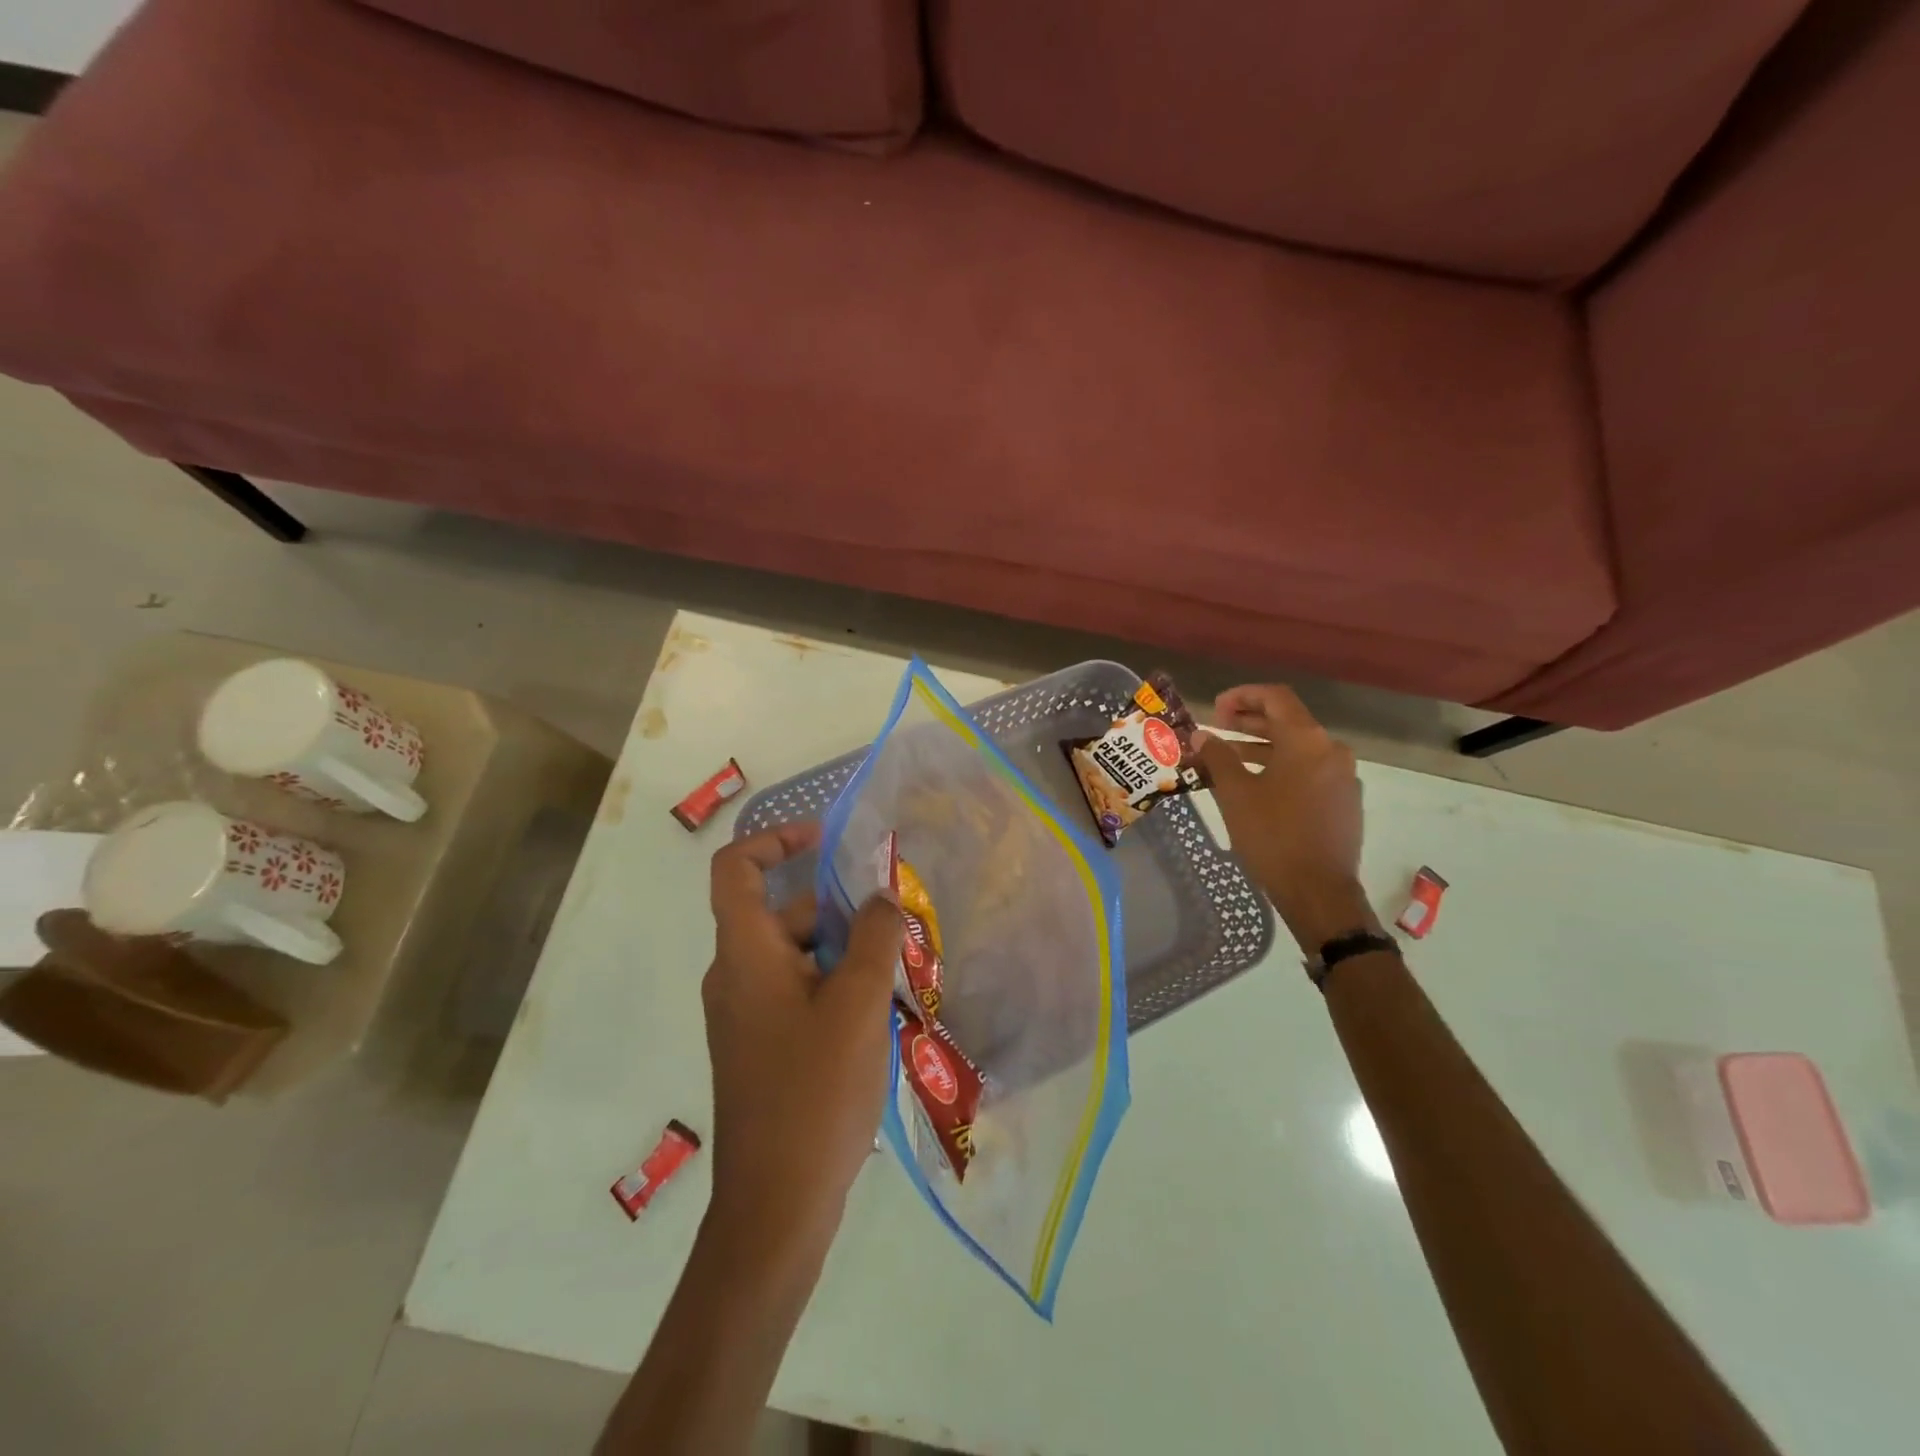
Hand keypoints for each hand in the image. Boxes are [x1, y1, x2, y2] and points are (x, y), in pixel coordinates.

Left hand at [702, 824, 903, 1261]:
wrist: (775, 1205)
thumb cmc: (814, 1092)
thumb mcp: (858, 1003)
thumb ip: (873, 937)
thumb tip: (881, 895)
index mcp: (744, 954)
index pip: (737, 868)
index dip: (776, 838)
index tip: (826, 839)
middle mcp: (736, 976)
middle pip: (780, 912)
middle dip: (837, 907)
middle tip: (895, 921)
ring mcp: (746, 1015)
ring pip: (796, 955)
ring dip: (843, 950)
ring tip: (898, 968)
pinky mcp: (762, 1046)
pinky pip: (798, 991)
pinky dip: (834, 984)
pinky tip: (879, 1012)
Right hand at [1192, 685, 1380, 953]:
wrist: (1319, 891)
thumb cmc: (1273, 836)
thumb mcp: (1235, 794)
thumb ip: (1217, 757)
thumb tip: (1201, 736)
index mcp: (1307, 740)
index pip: (1275, 697)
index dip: (1242, 696)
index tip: (1215, 708)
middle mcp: (1331, 750)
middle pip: (1287, 721)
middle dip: (1248, 722)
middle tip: (1216, 727)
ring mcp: (1342, 777)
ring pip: (1297, 749)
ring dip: (1260, 748)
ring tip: (1226, 759)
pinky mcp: (1343, 801)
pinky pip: (1308, 771)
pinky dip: (1279, 768)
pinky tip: (1255, 786)